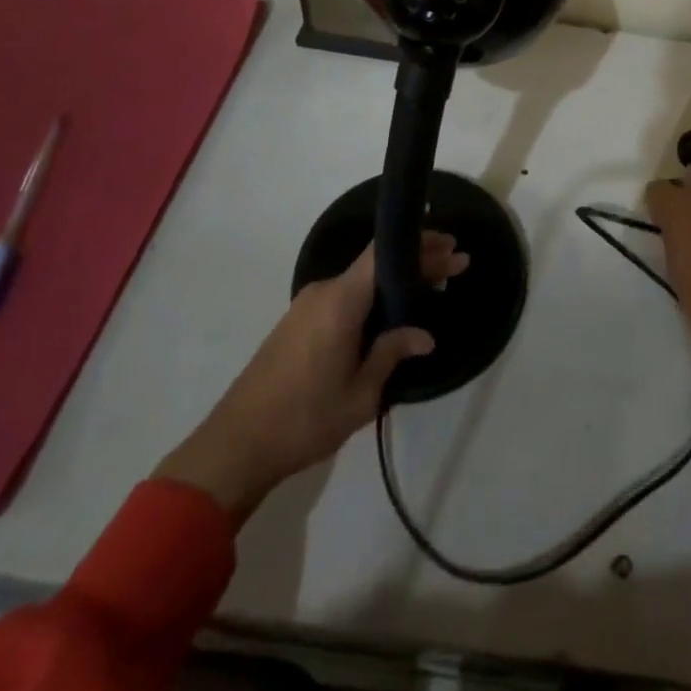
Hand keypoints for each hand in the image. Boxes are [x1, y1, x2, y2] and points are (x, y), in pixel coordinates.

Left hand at [155, 232, 468, 522]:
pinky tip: (392, 312)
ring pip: (361, 280)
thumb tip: (424, 335)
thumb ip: (392, 354)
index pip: (385, 252)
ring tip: (431, 288)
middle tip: (455, 266)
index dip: (420, 244)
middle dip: (417, 262)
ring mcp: (307, 305)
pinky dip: (374, 296)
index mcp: (341, 300)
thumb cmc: (305, 419)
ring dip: (396, 280)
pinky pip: (344, 296)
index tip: (452, 246)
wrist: (235, 446)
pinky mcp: (297, 322)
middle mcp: (324, 291)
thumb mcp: (361, 394)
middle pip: (377, 264)